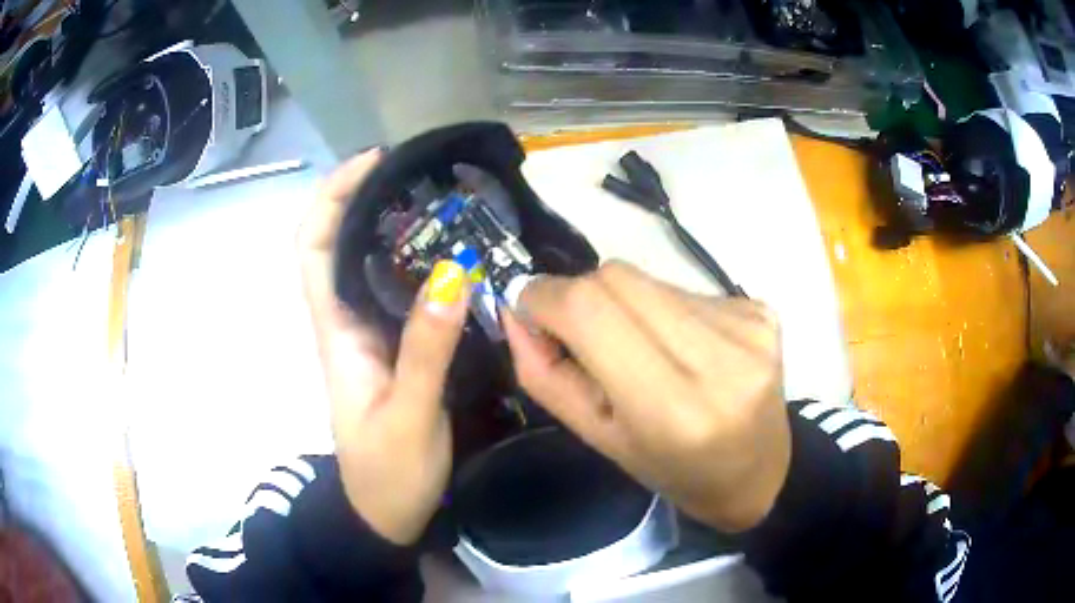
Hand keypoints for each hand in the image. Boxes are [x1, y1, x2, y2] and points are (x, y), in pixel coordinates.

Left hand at [299, 149, 470, 544]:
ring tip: (440, 200)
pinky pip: (399, 293)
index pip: (314, 249)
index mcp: (336, 333)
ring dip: (393, 227)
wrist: (386, 515)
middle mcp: (346, 323)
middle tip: (418, 173)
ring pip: (369, 266)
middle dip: (365, 199)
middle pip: (338, 245)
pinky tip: (452, 256)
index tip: (372, 164)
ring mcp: (370, 336)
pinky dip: (417, 264)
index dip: (332, 200)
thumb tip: (451, 273)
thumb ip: (426, 350)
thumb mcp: (409, 415)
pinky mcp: (393, 350)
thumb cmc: (389, 474)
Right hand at [502, 261, 790, 531]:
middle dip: (581, 296)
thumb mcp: (600, 439)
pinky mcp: (762, 311)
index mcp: (672, 408)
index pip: (590, 310)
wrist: (757, 473)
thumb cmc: (673, 470)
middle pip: (618, 277)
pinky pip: (685, 288)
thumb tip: (514, 308)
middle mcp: (719, 359)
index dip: (545, 297)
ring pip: (650, 279)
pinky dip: (666, 310)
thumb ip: (546, 375)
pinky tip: (684, 348)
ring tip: (645, 350)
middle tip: (585, 337)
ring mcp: (747, 328)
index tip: (530, 310)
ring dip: (628, 305)